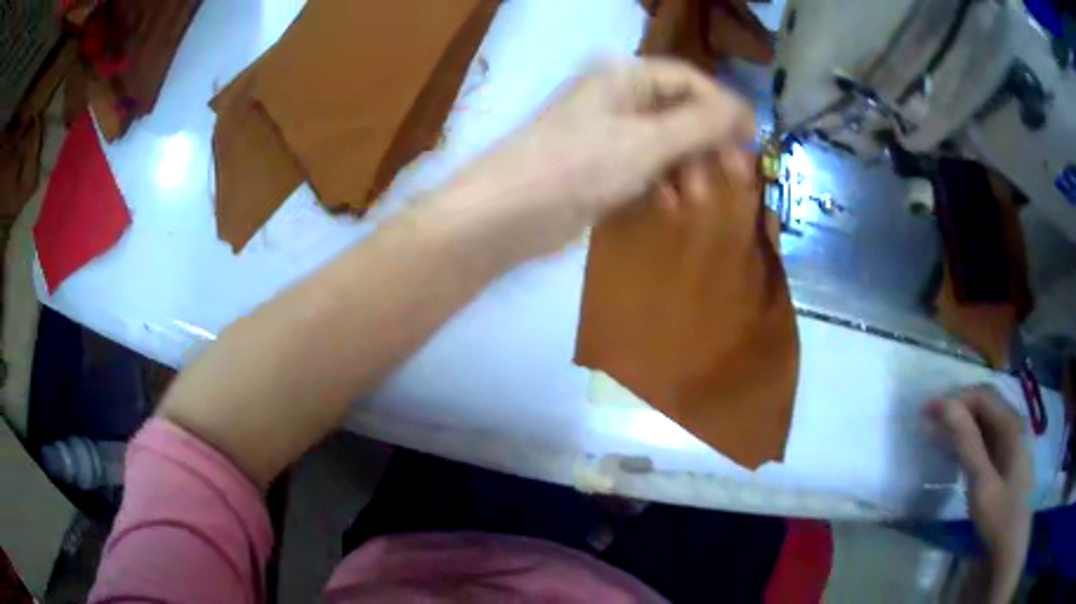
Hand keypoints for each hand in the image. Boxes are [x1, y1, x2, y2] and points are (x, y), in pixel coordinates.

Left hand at [439, 57, 755, 258]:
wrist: (508, 213)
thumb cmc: (580, 166)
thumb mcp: (649, 141)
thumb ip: (701, 123)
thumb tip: (743, 109)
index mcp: (625, 77)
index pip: (689, 81)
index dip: (724, 108)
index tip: (752, 141)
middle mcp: (617, 97)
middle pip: (680, 113)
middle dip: (708, 145)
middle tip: (735, 178)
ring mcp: (606, 133)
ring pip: (665, 144)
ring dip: (687, 169)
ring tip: (694, 201)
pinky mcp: (597, 166)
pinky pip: (644, 167)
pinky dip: (661, 184)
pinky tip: (668, 206)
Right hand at [929, 386, 1031, 593]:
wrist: (1010, 549)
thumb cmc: (999, 517)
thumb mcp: (982, 484)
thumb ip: (967, 444)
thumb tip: (946, 405)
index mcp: (1012, 425)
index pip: (983, 396)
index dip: (955, 398)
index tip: (927, 411)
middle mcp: (1015, 426)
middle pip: (986, 404)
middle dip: (958, 407)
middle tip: (930, 421)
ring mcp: (1014, 443)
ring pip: (987, 421)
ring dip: (963, 424)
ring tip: (939, 435)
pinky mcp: (1008, 461)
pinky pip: (989, 439)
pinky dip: (971, 440)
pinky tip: (958, 452)